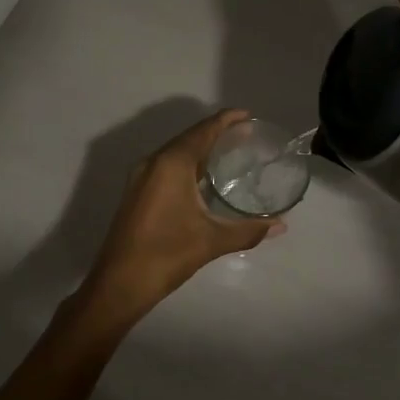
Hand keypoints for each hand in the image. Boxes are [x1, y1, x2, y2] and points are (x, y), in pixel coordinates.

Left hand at [80, 110, 282, 319]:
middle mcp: (153, 162)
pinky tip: (203, 179)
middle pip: (189, 138)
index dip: (226, 120)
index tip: (248, 116)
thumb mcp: (211, 241)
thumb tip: (280, 226)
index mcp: (171, 164)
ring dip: (200, 149)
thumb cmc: (166, 254)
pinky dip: (187, 164)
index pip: (203, 131)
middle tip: (246, 135)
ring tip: (229, 152)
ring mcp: (141, 177)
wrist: (119, 283)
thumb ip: (248, 230)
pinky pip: (166, 166)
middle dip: (216, 133)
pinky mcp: (137, 192)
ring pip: (175, 152)